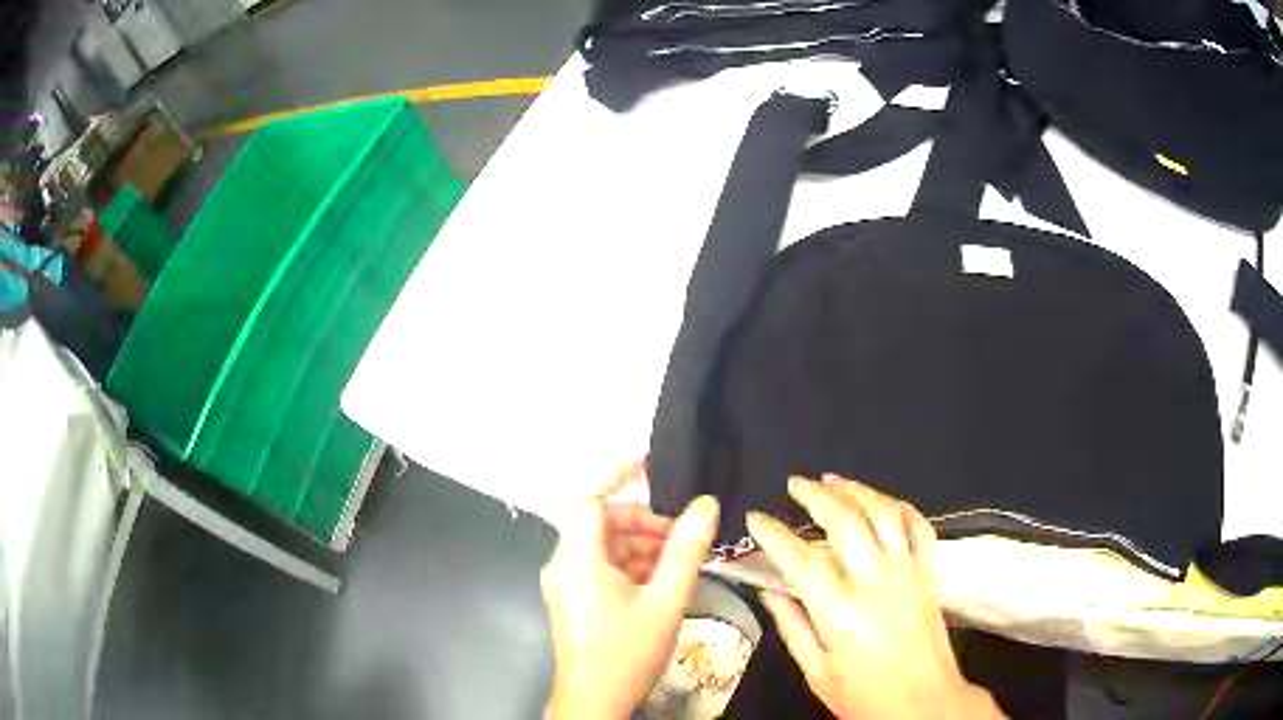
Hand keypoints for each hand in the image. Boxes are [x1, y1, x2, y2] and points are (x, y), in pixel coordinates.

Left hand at [541, 472, 718, 718]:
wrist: (594, 702)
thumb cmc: (627, 652)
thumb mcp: (665, 601)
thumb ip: (686, 550)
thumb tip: (706, 505)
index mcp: (578, 559)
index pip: (591, 501)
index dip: (618, 477)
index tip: (648, 464)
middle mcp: (563, 565)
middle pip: (601, 525)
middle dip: (642, 523)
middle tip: (682, 535)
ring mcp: (565, 585)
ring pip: (602, 548)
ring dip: (639, 547)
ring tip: (678, 561)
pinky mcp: (571, 601)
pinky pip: (599, 569)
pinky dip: (628, 567)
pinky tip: (659, 582)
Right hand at [748, 475, 1002, 719]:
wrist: (925, 704)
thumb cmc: (864, 696)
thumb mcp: (817, 672)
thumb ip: (792, 628)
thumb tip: (770, 590)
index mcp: (839, 610)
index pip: (800, 558)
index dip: (774, 534)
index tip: (755, 517)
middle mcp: (875, 580)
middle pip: (846, 521)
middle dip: (816, 495)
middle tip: (794, 484)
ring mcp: (907, 572)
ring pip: (884, 513)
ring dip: (857, 490)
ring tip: (833, 479)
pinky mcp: (929, 573)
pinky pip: (919, 527)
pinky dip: (900, 507)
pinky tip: (882, 501)